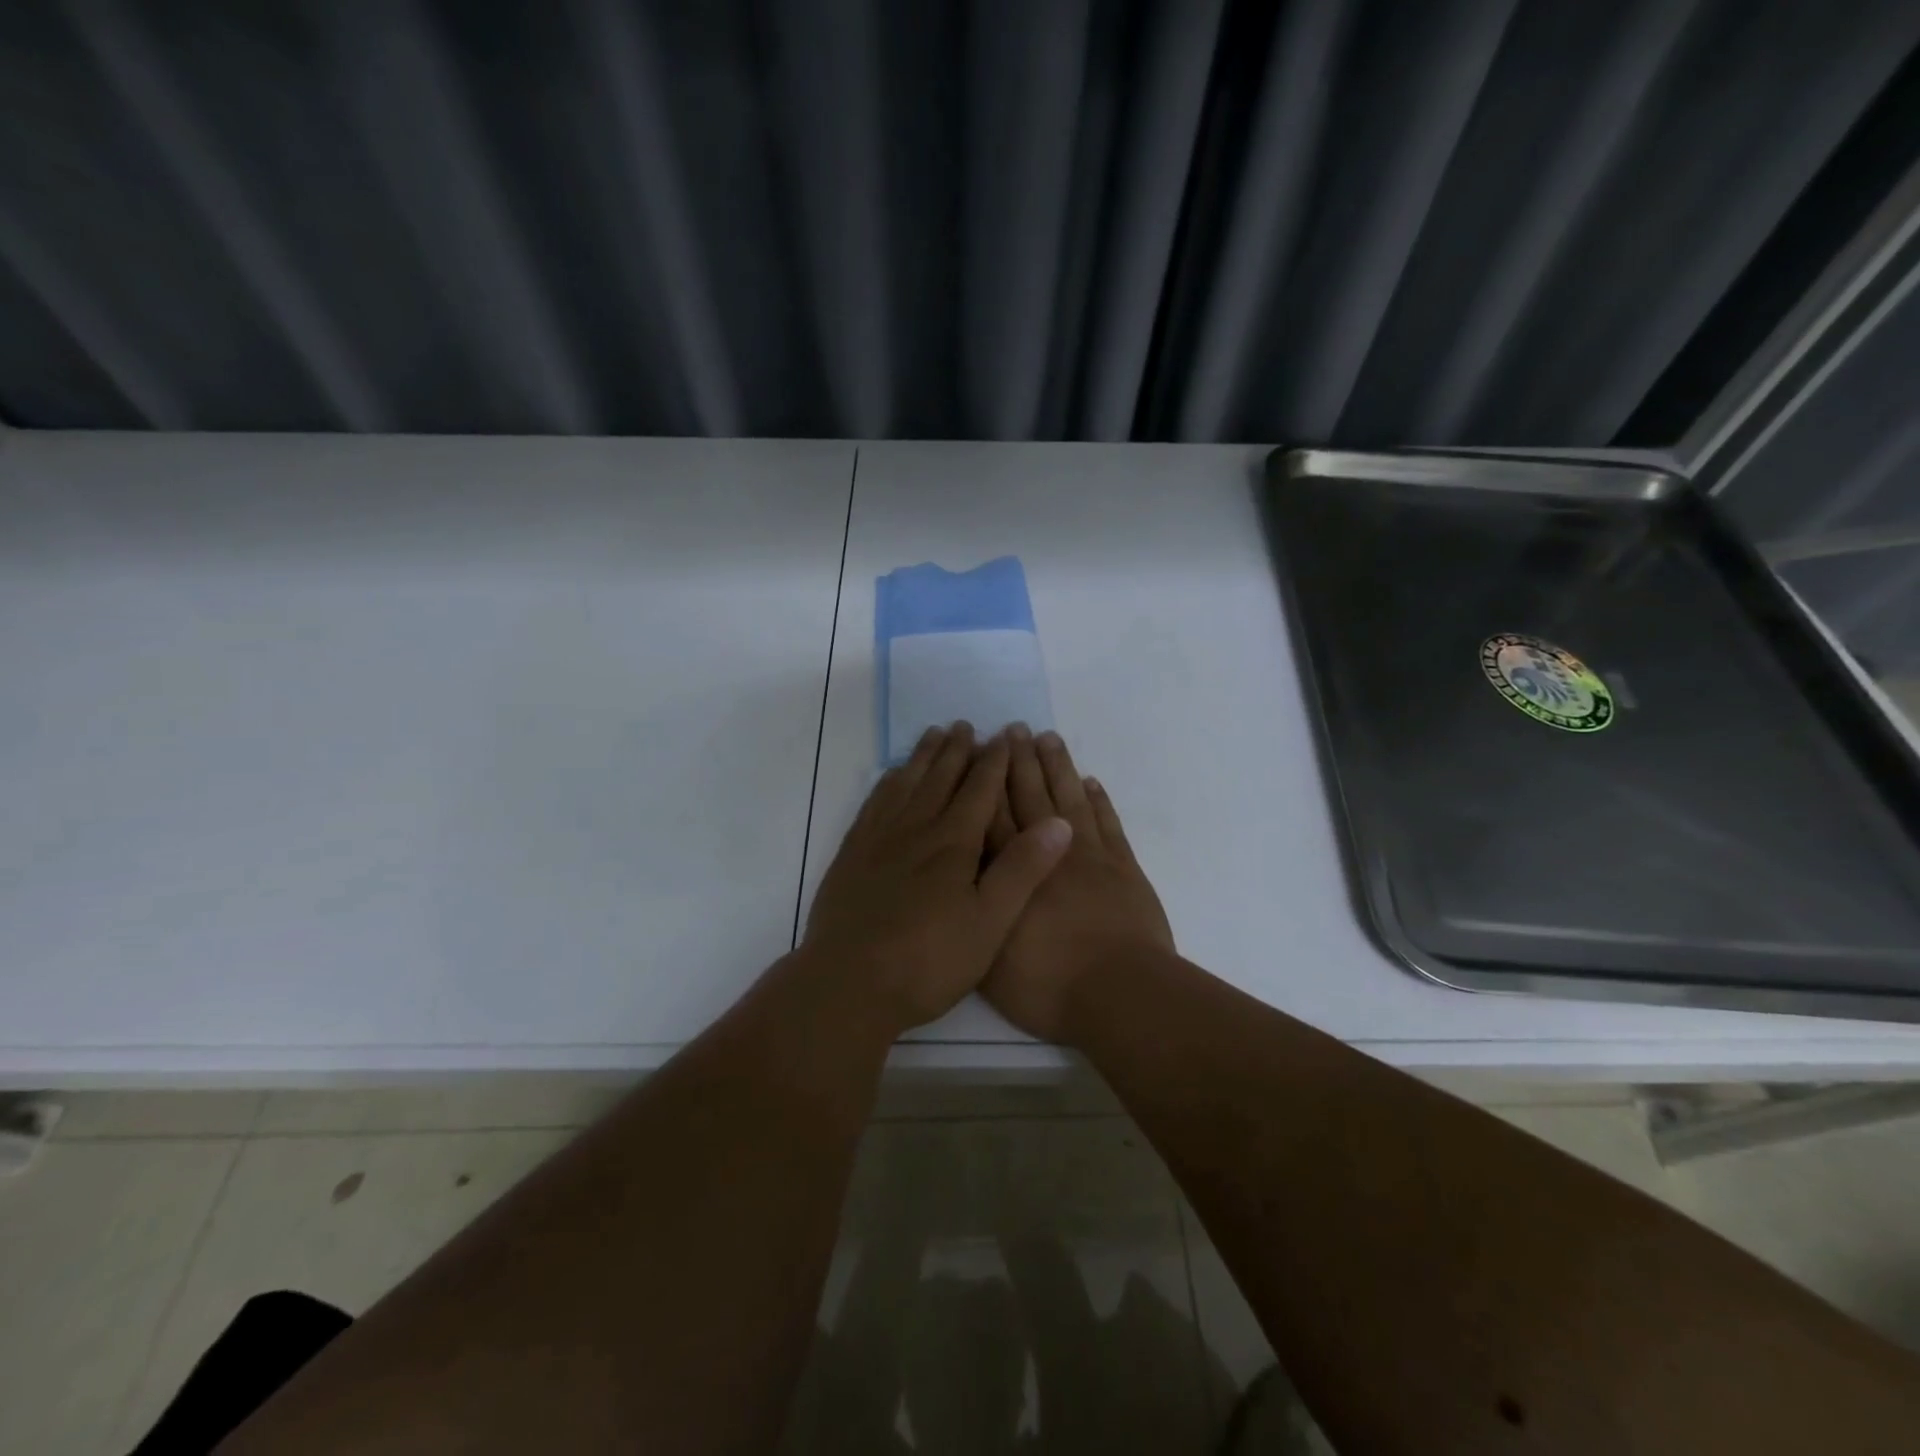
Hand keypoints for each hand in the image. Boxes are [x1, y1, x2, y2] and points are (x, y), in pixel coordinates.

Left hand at [803, 722, 1074, 1035]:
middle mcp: (916, 829)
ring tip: (933, 734)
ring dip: (922, 756)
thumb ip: (1022, 870)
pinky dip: (887, 781)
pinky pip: (874, 802)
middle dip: (957, 750)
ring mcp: (879, 839)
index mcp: (953, 843)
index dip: (995, 760)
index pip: (980, 789)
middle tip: (965, 725)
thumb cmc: (929, 961)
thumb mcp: (990, 923)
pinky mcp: (852, 854)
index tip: (1005, 734)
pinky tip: (891, 777)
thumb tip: (1059, 822)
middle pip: (940, 777)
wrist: (849, 983)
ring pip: (905, 783)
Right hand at [982, 728, 1172, 1042]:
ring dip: (1058, 767)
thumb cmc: (1047, 983)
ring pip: (1070, 799)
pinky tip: (1091, 781)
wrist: (1119, 993)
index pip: (994, 815)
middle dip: (1019, 761)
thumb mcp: (990, 959)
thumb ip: (975, 913)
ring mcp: (1091, 856)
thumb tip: (961, 882)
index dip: (987, 781)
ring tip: (1048, 738)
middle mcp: (1049, 851)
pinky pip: (1109, 823)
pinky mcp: (1124, 867)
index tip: (982, 750)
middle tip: (1013, 728)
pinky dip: (1100, 800)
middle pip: (1031, 796)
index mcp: (1014, 871)